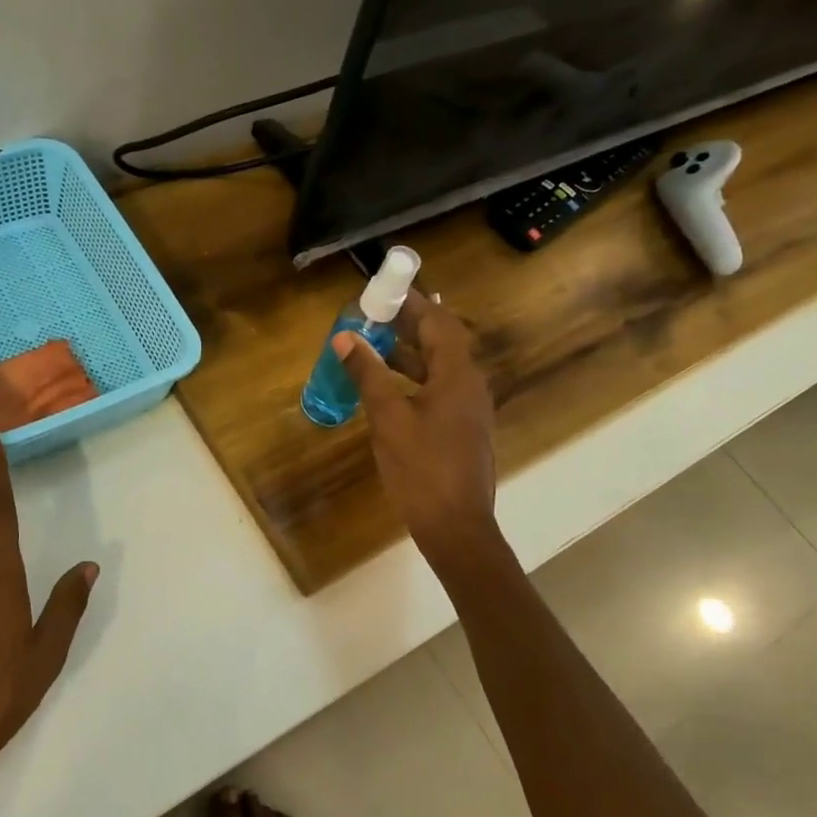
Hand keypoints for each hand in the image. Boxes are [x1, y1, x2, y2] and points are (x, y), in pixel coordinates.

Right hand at [335, 292, 499, 572]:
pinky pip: (439, 391)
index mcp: (458, 375)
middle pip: (442, 342)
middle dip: (408, 326)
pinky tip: (388, 389)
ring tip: (373, 346)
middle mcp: (470, 385)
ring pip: (439, 368)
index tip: (383, 290)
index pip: (438, 322)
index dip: (412, 302)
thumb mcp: (388, 419)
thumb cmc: (421, 470)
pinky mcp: (462, 431)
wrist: (456, 527)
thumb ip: (368, 375)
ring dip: (409, 354)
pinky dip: (414, 380)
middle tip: (373, 314)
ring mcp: (469, 410)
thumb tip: (346, 339)